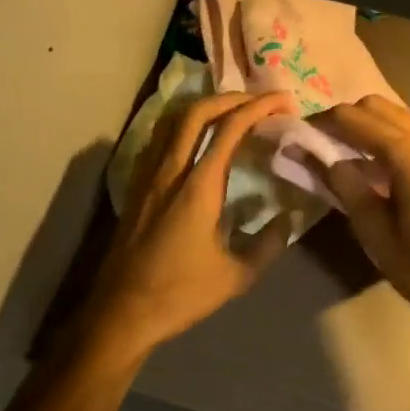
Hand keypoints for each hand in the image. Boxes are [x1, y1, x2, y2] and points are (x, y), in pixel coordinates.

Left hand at [79, 90, 296, 364]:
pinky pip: (161, 138)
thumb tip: (288, 219)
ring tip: (232, 112)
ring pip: (174, 120)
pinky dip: (185, 125)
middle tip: (260, 101)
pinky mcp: (137, 186)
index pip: (230, 129)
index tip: (283, 102)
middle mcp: (171, 170)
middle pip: (198, 111)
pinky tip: (198, 141)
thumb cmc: (180, 294)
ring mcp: (148, 176)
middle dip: (232, 97)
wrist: (121, 313)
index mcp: (198, 187)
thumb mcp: (236, 276)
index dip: (259, 107)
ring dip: (206, 107)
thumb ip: (268, 244)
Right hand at [317, 96, 409, 339]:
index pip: (355, 119)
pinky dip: (393, 135)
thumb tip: (315, 155)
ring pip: (399, 114)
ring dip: (370, 125)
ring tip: (347, 155)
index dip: (323, 122)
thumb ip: (345, 186)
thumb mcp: (375, 234)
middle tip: (321, 144)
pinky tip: (381, 165)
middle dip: (346, 119)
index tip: (300, 134)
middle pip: (378, 106)